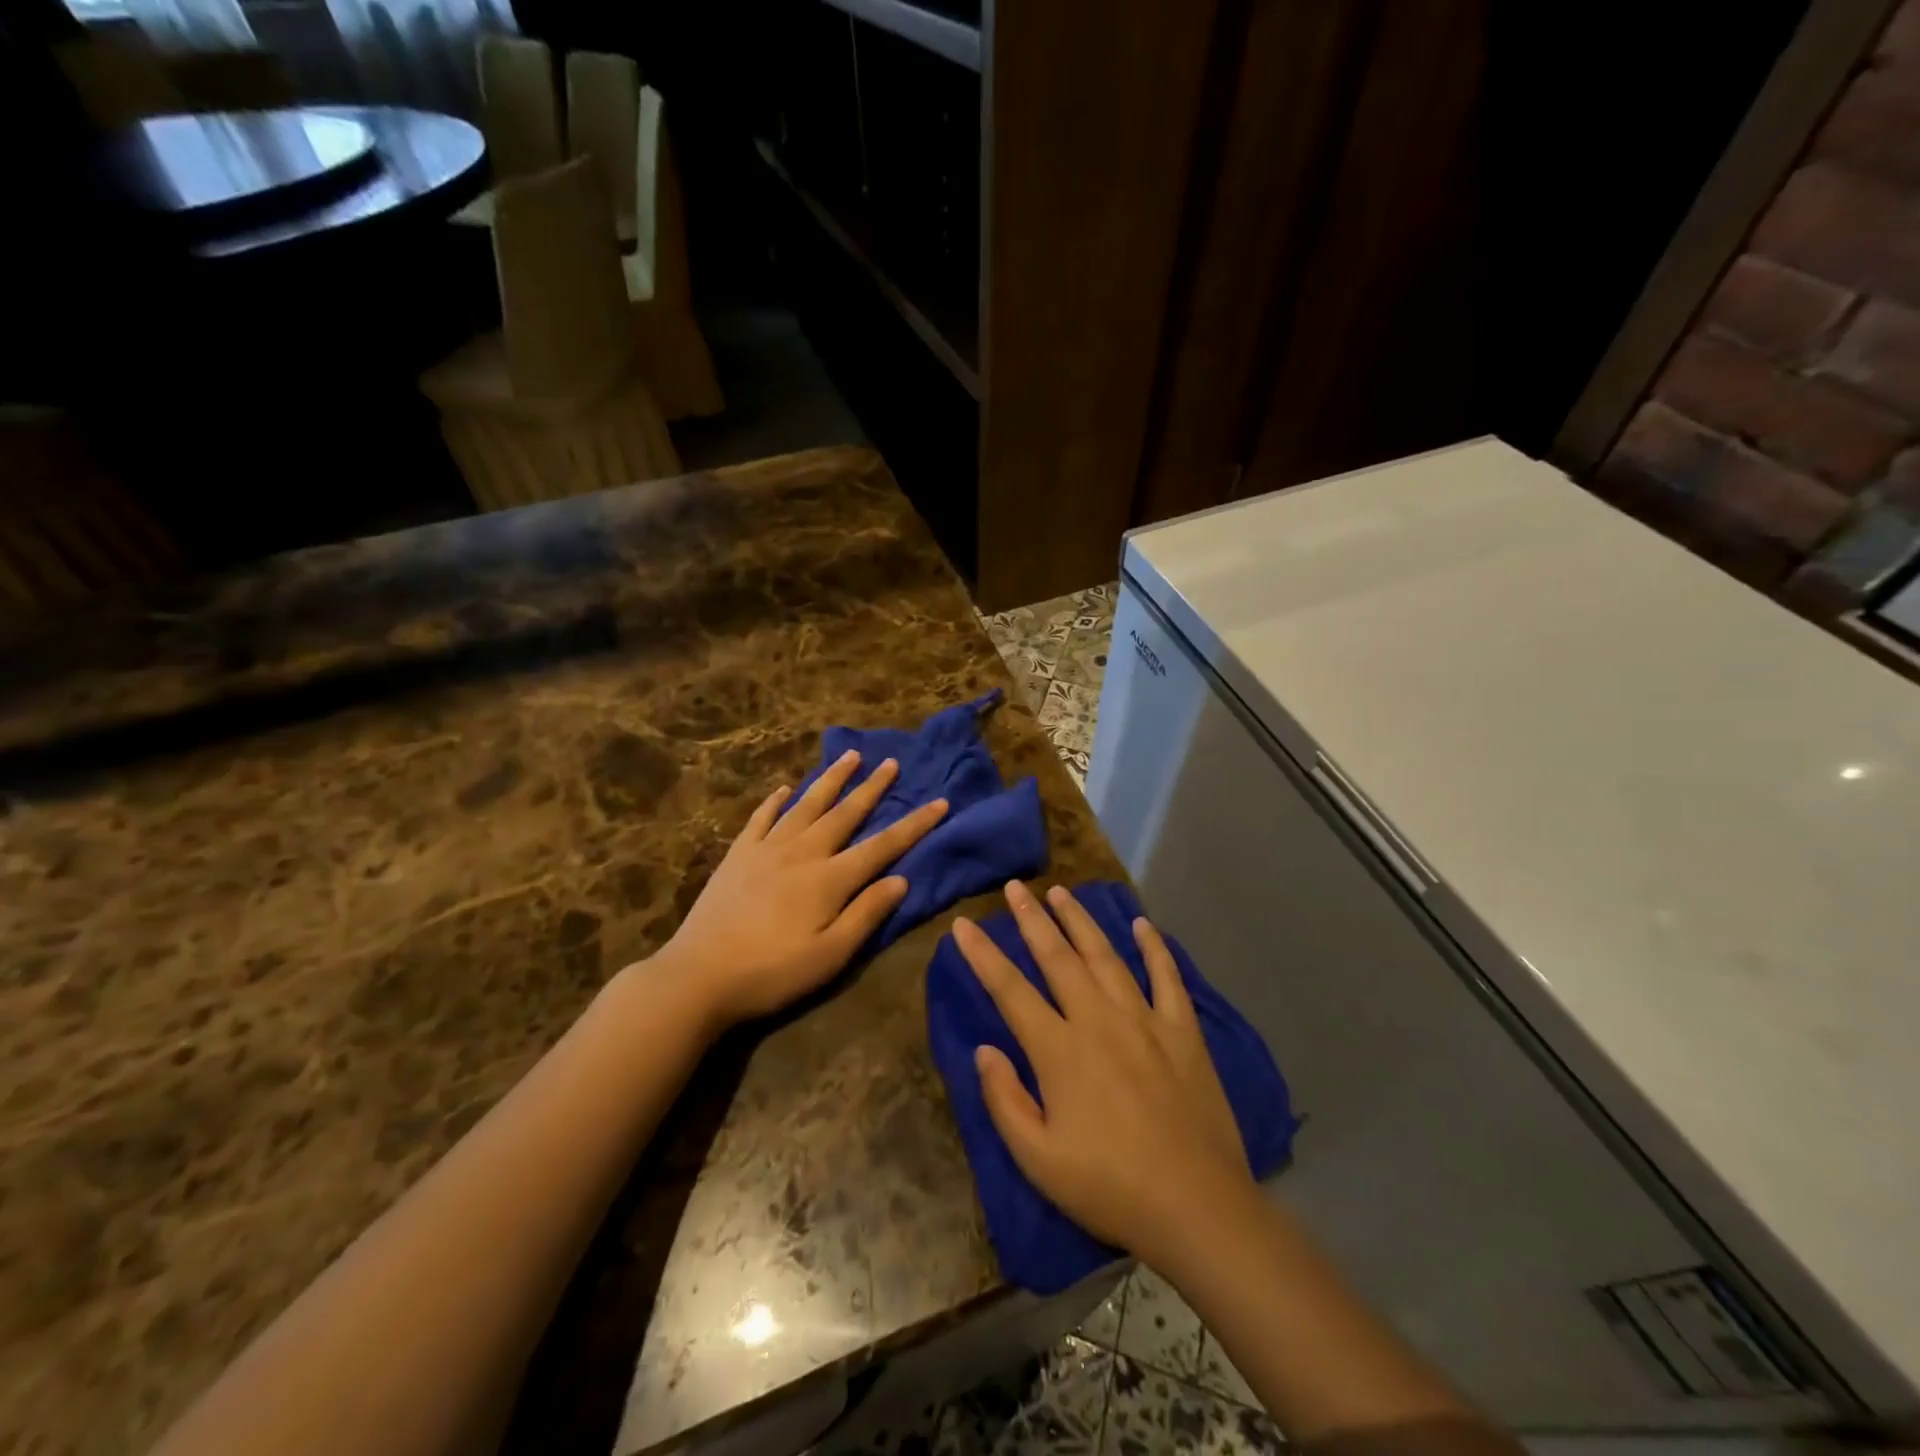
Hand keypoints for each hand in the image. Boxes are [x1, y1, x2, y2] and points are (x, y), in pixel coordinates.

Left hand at [655, 751, 948, 1024]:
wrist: (698, 976)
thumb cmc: (772, 973)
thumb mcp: (830, 956)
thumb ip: (866, 914)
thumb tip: (901, 879)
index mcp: (830, 879)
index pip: (882, 846)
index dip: (914, 824)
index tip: (940, 802)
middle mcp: (803, 852)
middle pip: (845, 813)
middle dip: (872, 788)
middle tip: (892, 762)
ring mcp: (767, 849)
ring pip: (806, 805)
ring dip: (830, 779)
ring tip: (849, 756)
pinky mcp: (738, 855)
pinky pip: (762, 818)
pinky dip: (776, 800)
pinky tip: (786, 788)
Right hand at [953, 881, 1255, 1267]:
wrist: (1197, 1206)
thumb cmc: (1110, 1187)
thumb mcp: (1038, 1159)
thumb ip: (1005, 1100)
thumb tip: (984, 1049)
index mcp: (1059, 1050)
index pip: (1010, 990)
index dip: (982, 955)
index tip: (962, 925)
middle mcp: (1098, 1019)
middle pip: (1057, 957)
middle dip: (1031, 919)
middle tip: (1014, 887)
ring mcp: (1144, 1019)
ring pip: (1105, 955)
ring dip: (1080, 921)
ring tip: (1061, 892)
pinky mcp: (1182, 1031)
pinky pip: (1166, 976)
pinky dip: (1154, 947)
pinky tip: (1142, 924)